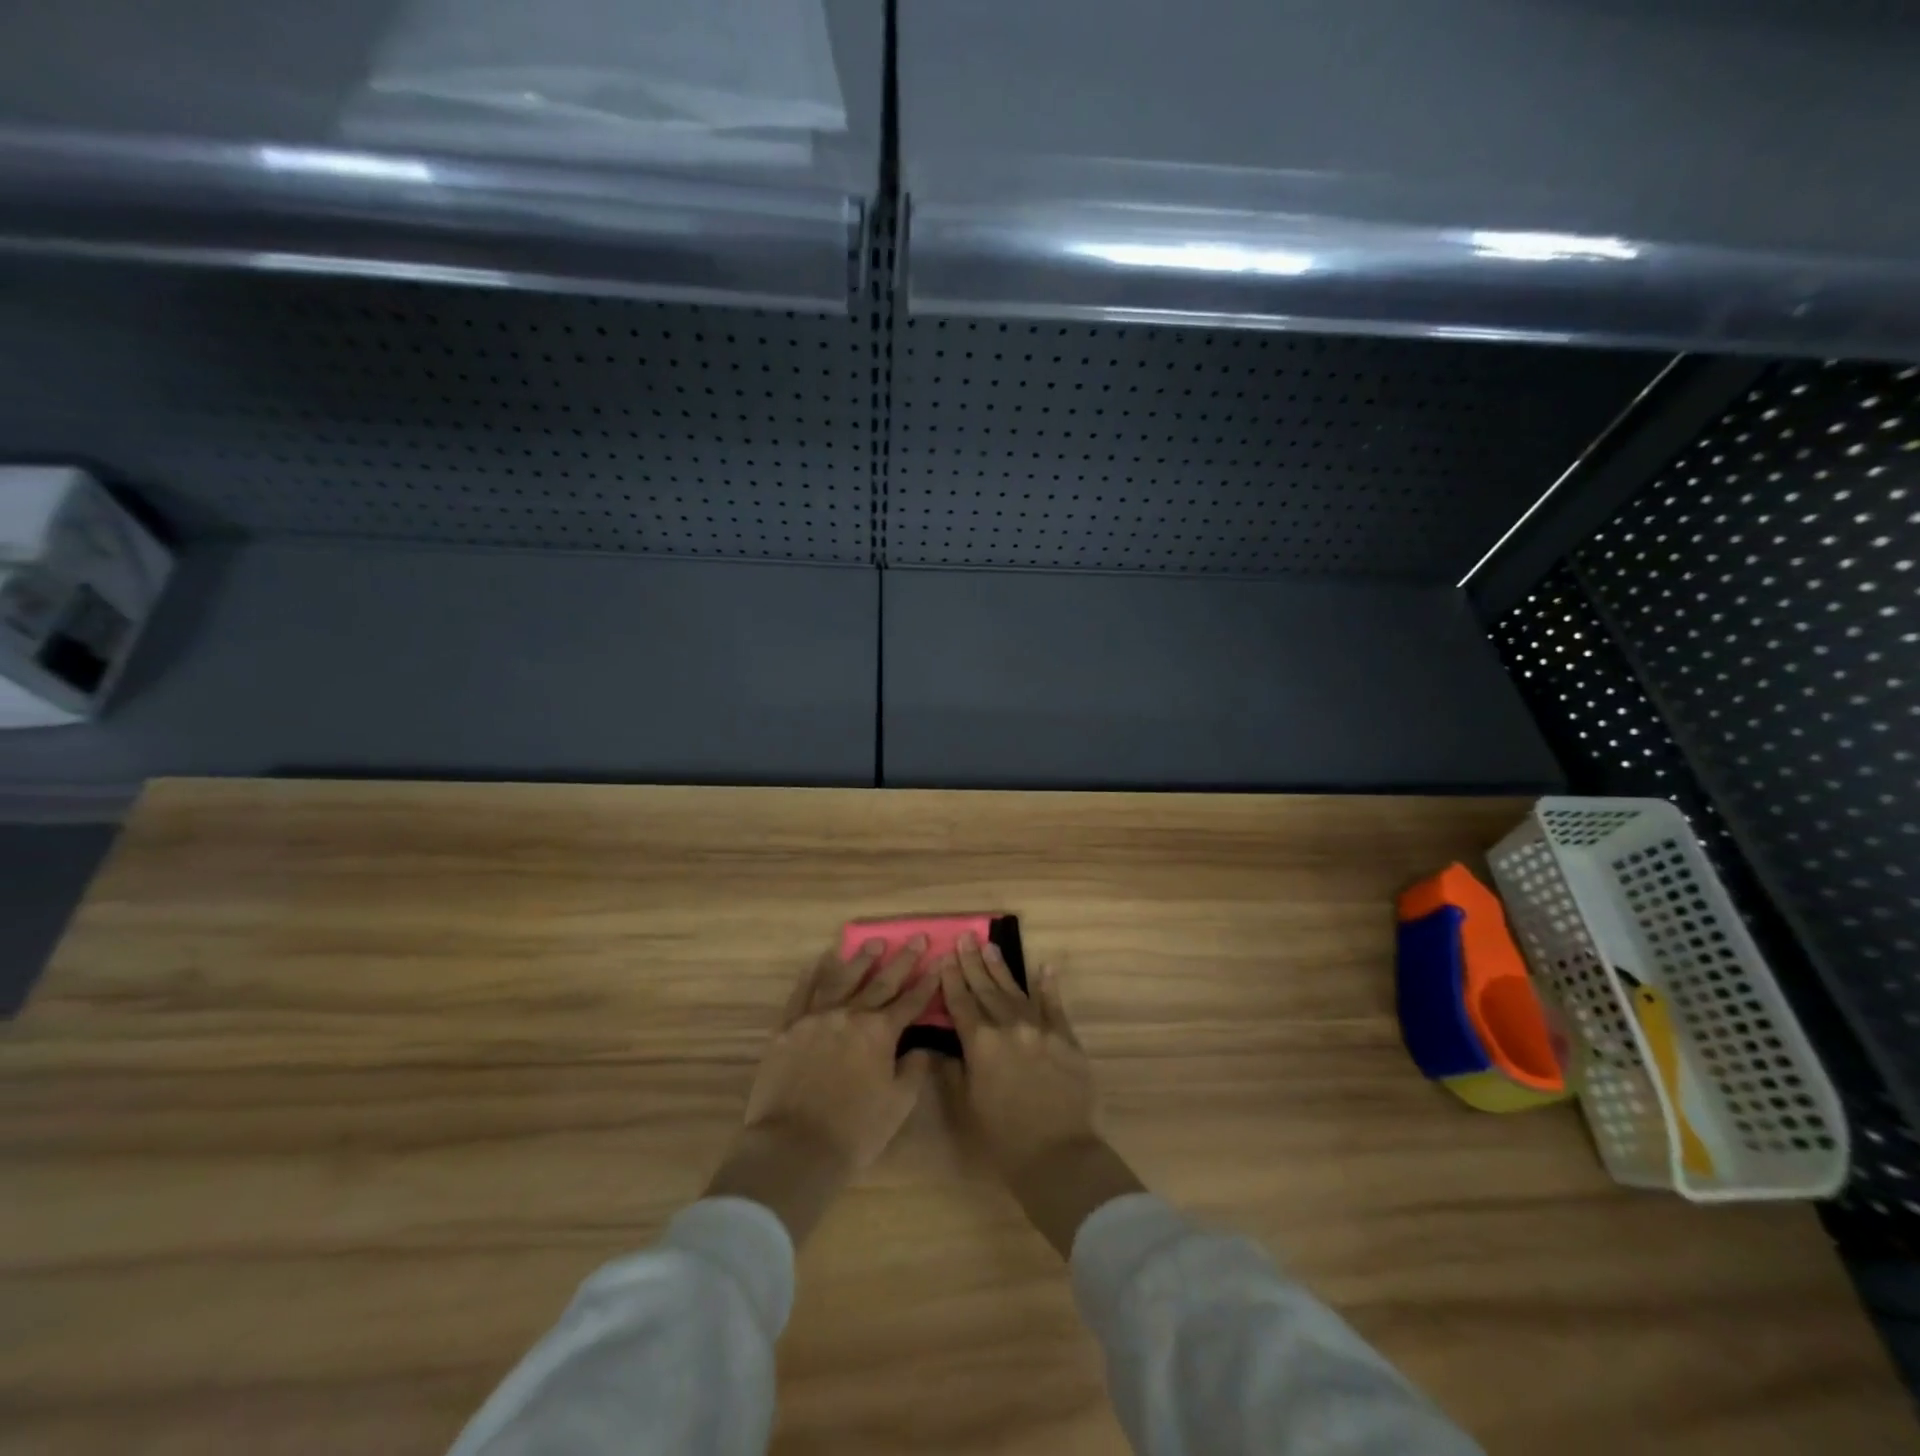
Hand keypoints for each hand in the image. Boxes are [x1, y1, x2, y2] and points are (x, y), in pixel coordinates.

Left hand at [707, 939, 938, 1242]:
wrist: (794, 1148)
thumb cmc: (854, 1132)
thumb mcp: (898, 1105)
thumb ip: (913, 1070)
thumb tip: (922, 1047)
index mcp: (879, 1032)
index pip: (910, 1002)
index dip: (927, 982)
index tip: (939, 962)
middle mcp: (850, 1014)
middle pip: (881, 982)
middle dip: (902, 960)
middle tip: (917, 937)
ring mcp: (816, 1018)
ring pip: (842, 979)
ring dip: (860, 960)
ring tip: (874, 943)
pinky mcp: (787, 1028)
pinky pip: (802, 993)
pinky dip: (812, 975)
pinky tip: (820, 961)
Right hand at [939, 934, 1144, 1255]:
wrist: (1058, 1154)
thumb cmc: (1004, 1138)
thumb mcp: (968, 1105)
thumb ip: (955, 1070)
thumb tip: (945, 1046)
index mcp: (981, 1044)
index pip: (961, 1003)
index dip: (951, 980)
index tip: (944, 957)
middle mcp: (1008, 1027)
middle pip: (986, 989)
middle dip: (973, 963)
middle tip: (965, 937)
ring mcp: (1040, 1028)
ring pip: (1016, 991)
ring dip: (1001, 968)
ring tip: (989, 946)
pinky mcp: (1065, 1037)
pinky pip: (1055, 1005)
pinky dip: (1049, 986)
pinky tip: (1044, 967)